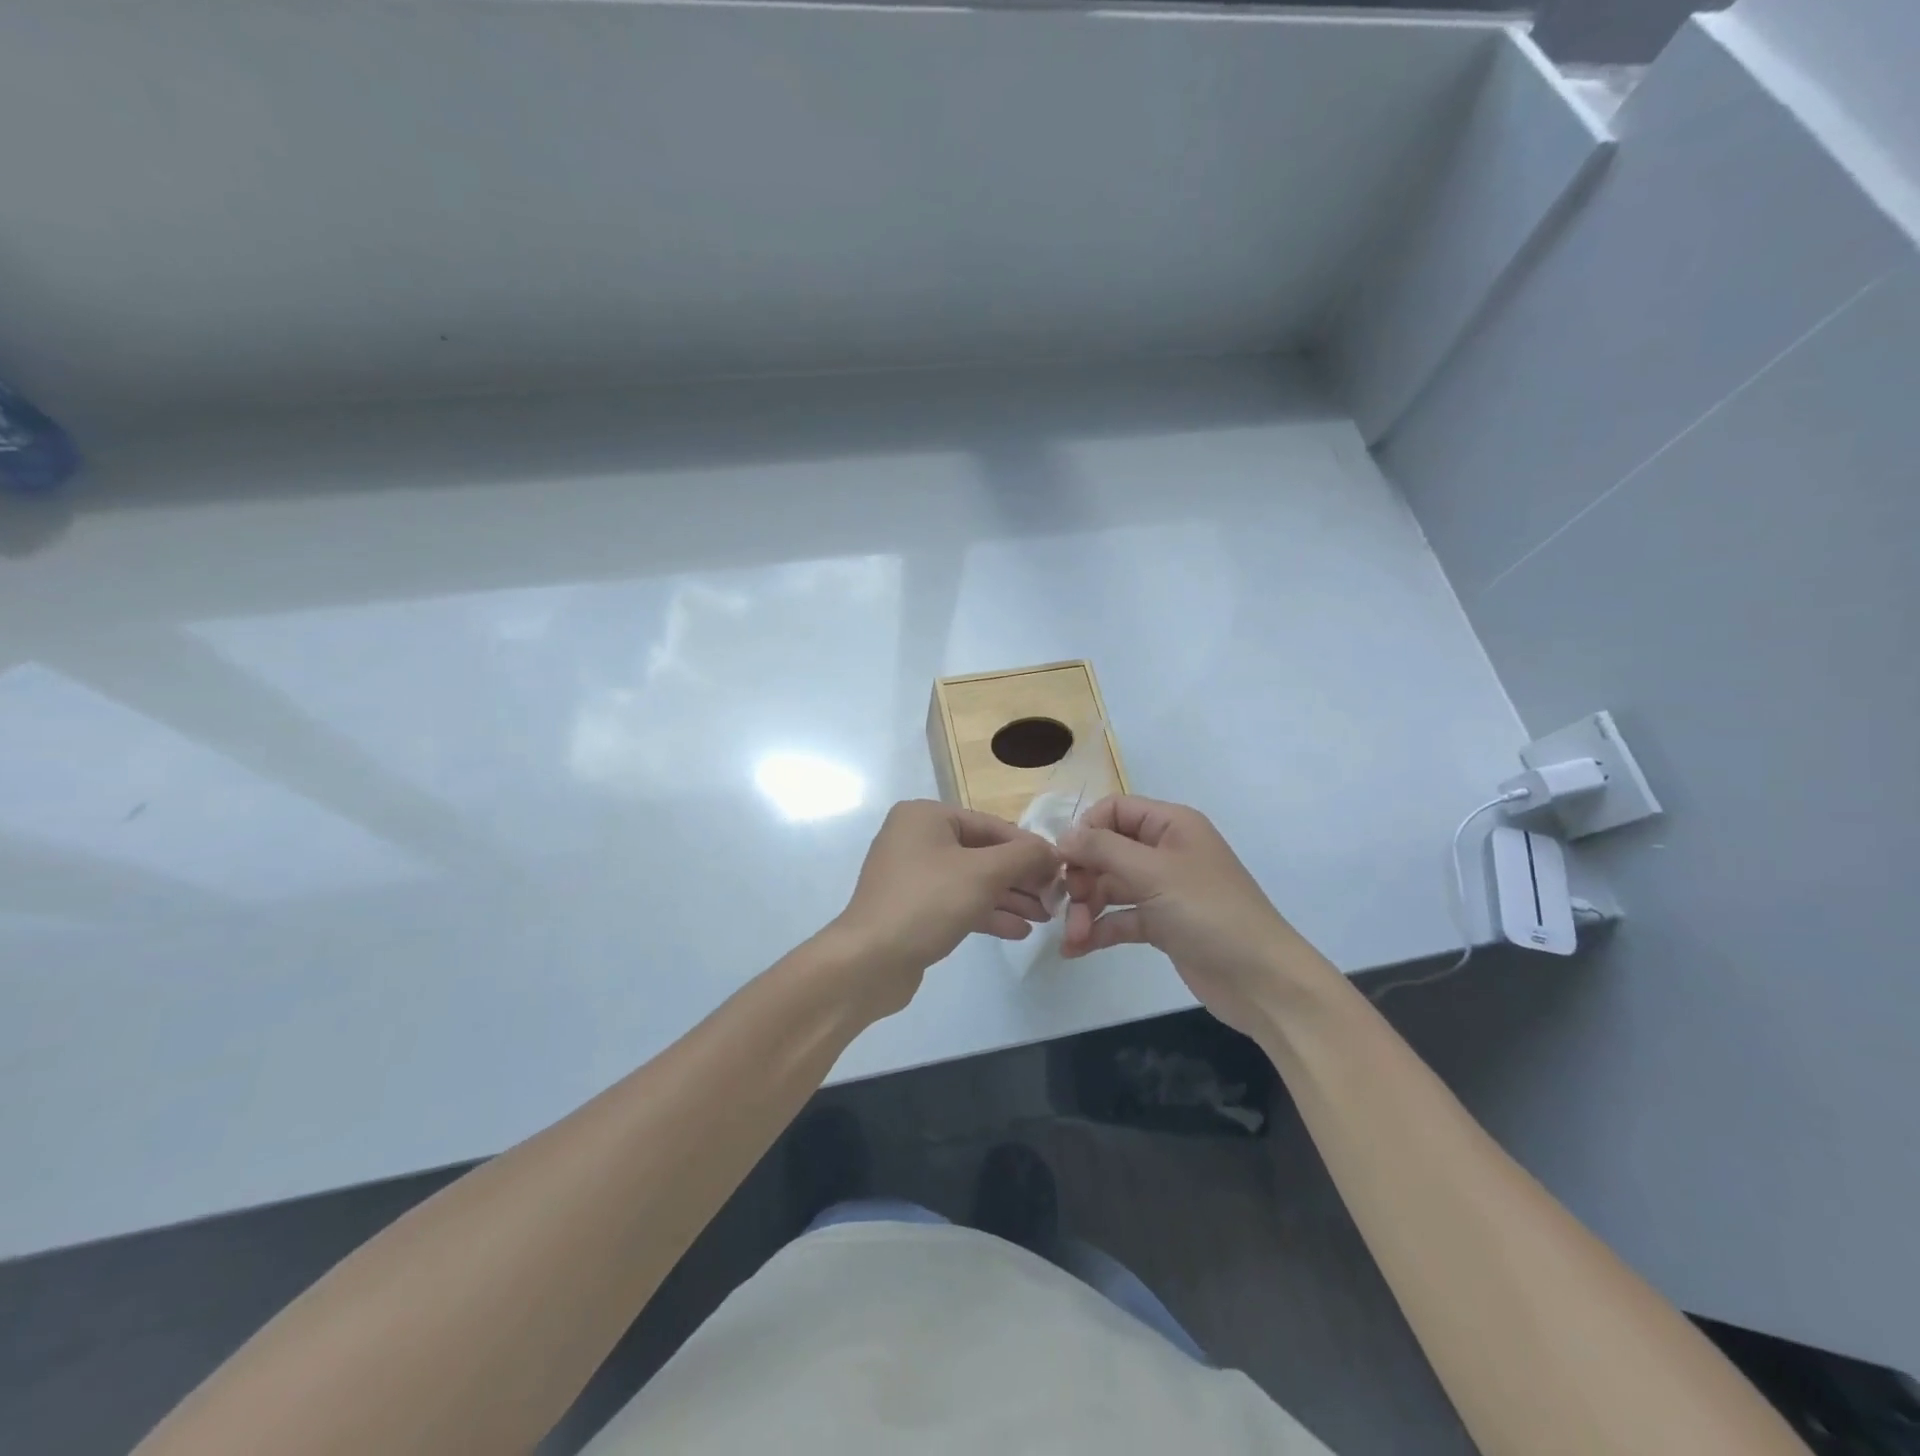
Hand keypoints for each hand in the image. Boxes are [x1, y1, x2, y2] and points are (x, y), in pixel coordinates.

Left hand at [828, 800, 1060, 1013]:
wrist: (869, 961)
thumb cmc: (927, 902)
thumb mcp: (983, 874)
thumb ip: (1023, 857)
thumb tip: (1051, 852)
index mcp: (926, 816)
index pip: (991, 825)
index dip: (1029, 848)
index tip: (1061, 870)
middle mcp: (916, 838)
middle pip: (983, 853)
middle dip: (1021, 877)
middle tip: (1055, 898)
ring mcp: (912, 875)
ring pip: (972, 881)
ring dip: (1009, 898)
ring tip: (1044, 917)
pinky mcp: (913, 908)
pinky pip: (958, 903)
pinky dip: (987, 913)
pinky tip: (1019, 931)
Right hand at [1060, 796, 1331, 1036]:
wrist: (1261, 980)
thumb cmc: (1209, 912)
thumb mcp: (1153, 873)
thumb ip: (1103, 849)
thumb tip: (1062, 837)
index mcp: (1171, 825)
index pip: (1115, 810)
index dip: (1086, 830)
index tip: (1063, 860)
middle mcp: (1165, 851)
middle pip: (1107, 850)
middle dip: (1081, 876)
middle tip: (1066, 903)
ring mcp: (1163, 889)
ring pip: (1109, 887)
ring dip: (1085, 909)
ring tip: (1072, 937)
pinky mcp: (1161, 924)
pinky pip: (1119, 918)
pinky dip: (1098, 930)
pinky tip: (1076, 949)